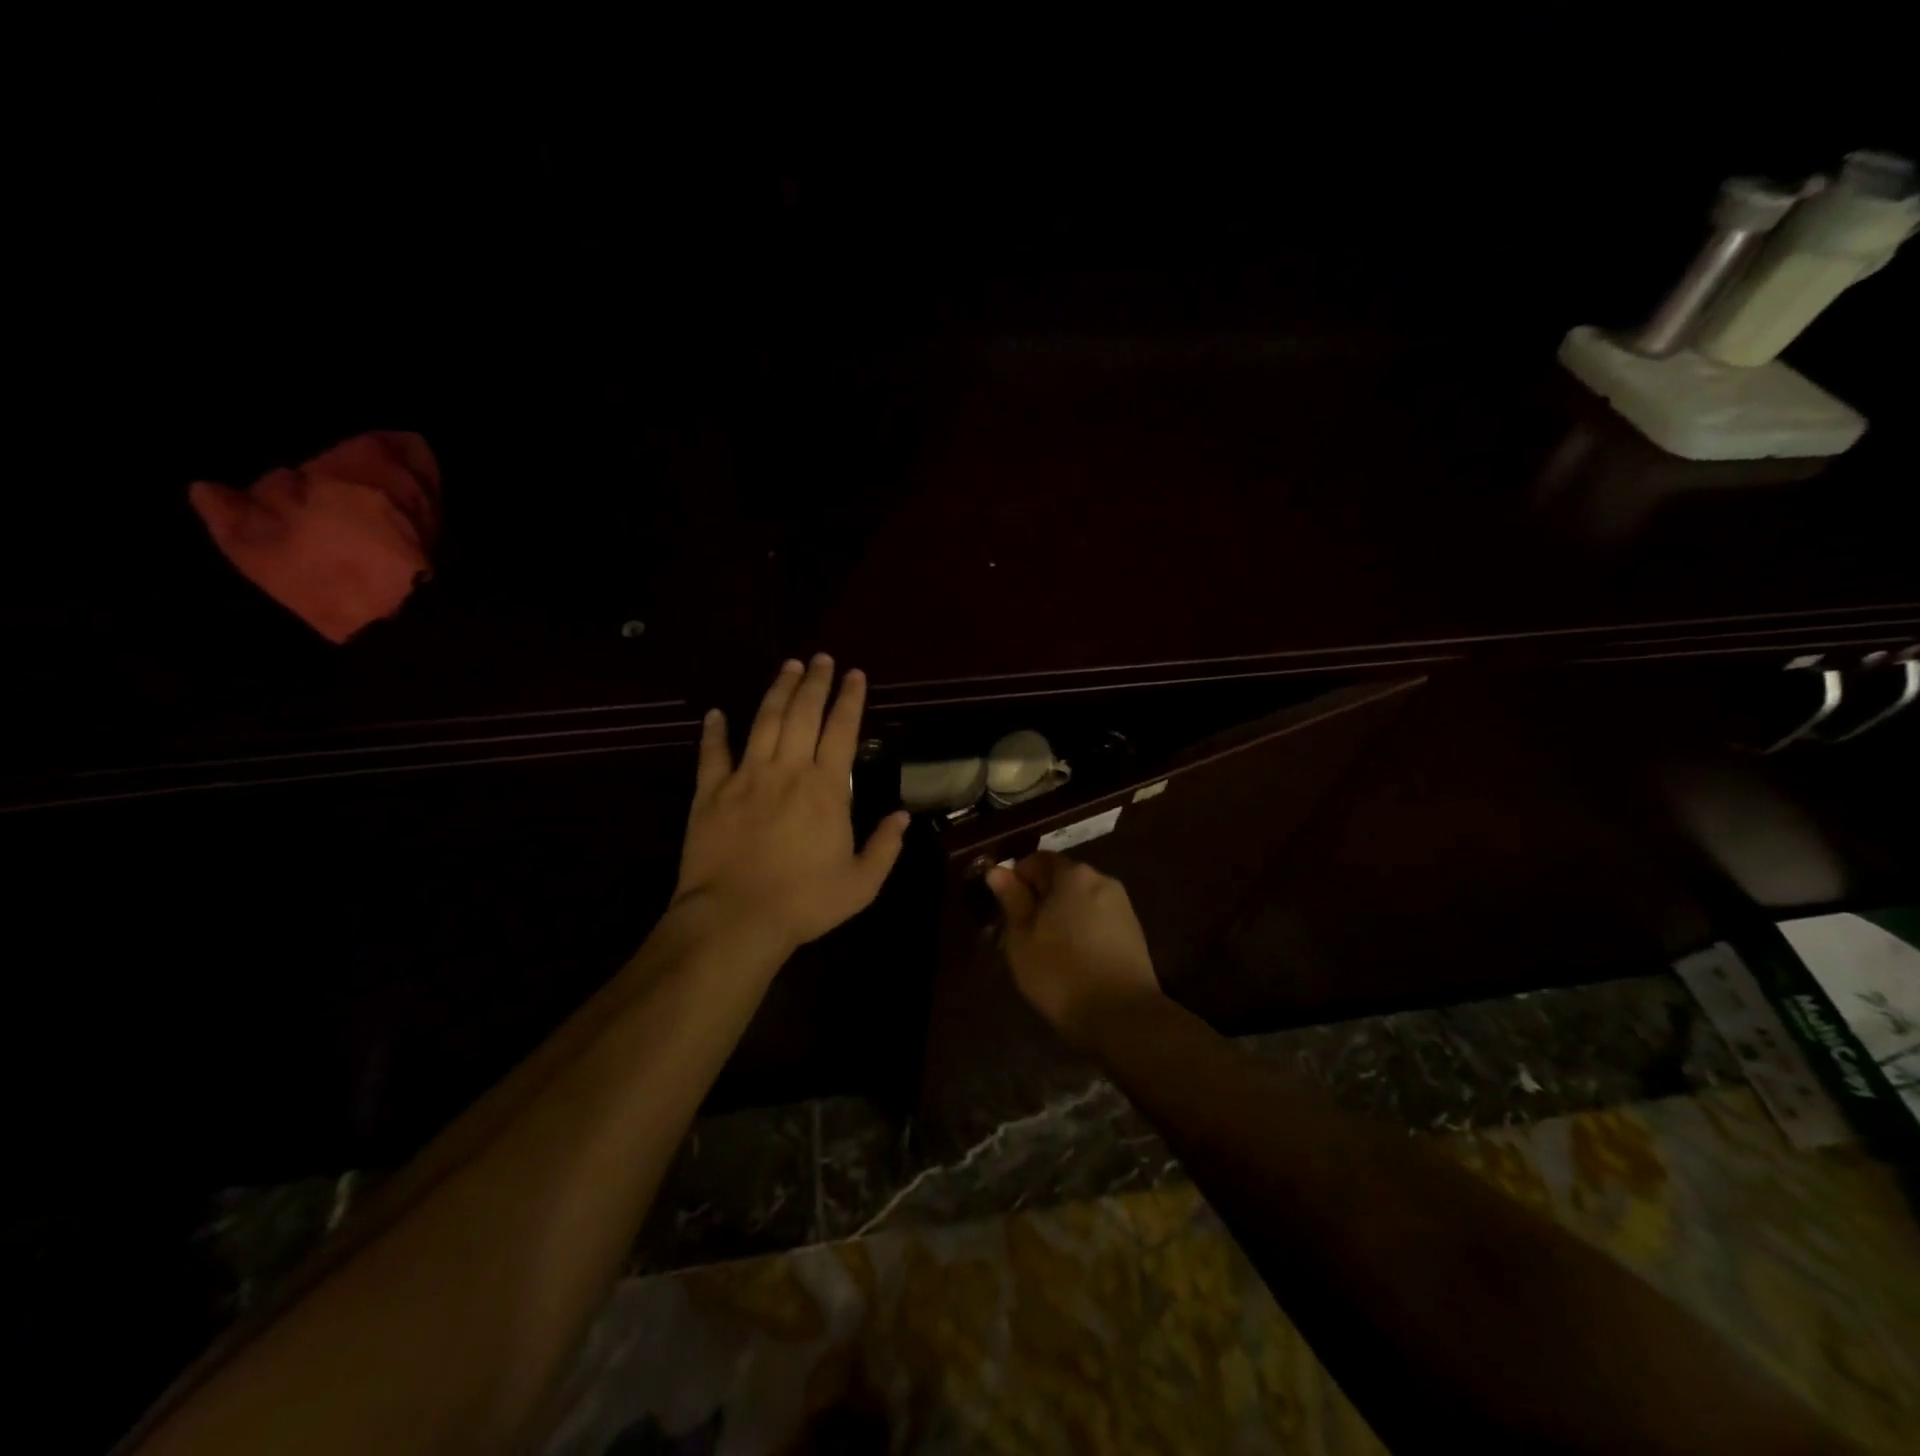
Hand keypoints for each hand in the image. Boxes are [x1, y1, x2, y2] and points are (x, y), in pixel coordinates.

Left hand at [674, 656, 909, 952]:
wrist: (736, 918)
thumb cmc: (804, 902)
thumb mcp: (861, 883)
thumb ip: (884, 847)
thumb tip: (902, 817)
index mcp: (826, 788)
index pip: (842, 730)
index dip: (850, 699)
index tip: (855, 674)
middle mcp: (787, 770)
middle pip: (802, 714)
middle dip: (814, 682)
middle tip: (821, 659)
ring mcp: (746, 777)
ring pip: (763, 722)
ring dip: (777, 691)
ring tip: (787, 666)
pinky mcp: (711, 793)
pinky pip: (713, 754)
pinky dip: (714, 732)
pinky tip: (717, 714)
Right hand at [986, 852, 1161, 1049]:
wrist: (1122, 1016)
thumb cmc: (1060, 971)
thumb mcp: (1022, 937)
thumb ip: (1011, 899)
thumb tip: (997, 870)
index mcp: (1073, 874)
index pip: (1037, 860)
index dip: (1016, 879)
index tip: (1004, 908)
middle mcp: (1102, 880)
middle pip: (1061, 880)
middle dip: (1039, 899)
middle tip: (1020, 934)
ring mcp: (1122, 907)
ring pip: (1079, 902)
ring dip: (1060, 917)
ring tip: (1045, 951)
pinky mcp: (1134, 933)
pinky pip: (1097, 921)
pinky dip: (1081, 932)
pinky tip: (1071, 961)